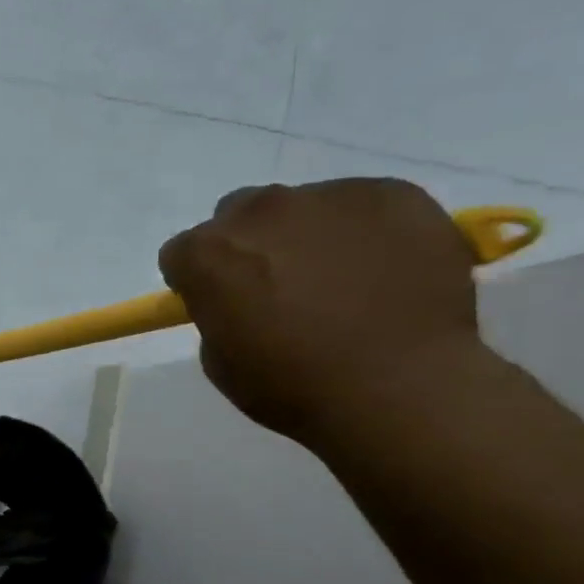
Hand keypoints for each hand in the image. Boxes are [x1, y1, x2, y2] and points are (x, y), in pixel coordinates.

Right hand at [157, 179, 483, 444]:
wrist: (400, 389)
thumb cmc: (293, 386)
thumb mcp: (220, 361)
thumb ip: (219, 312)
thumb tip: (240, 297)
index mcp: (207, 253)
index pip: (182, 253)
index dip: (198, 281)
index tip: (220, 305)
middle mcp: (260, 211)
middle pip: (238, 215)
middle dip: (248, 246)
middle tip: (278, 288)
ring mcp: (329, 196)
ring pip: (302, 208)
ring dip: (306, 237)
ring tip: (342, 283)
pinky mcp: (393, 194)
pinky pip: (363, 206)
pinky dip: (363, 232)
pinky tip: (383, 273)